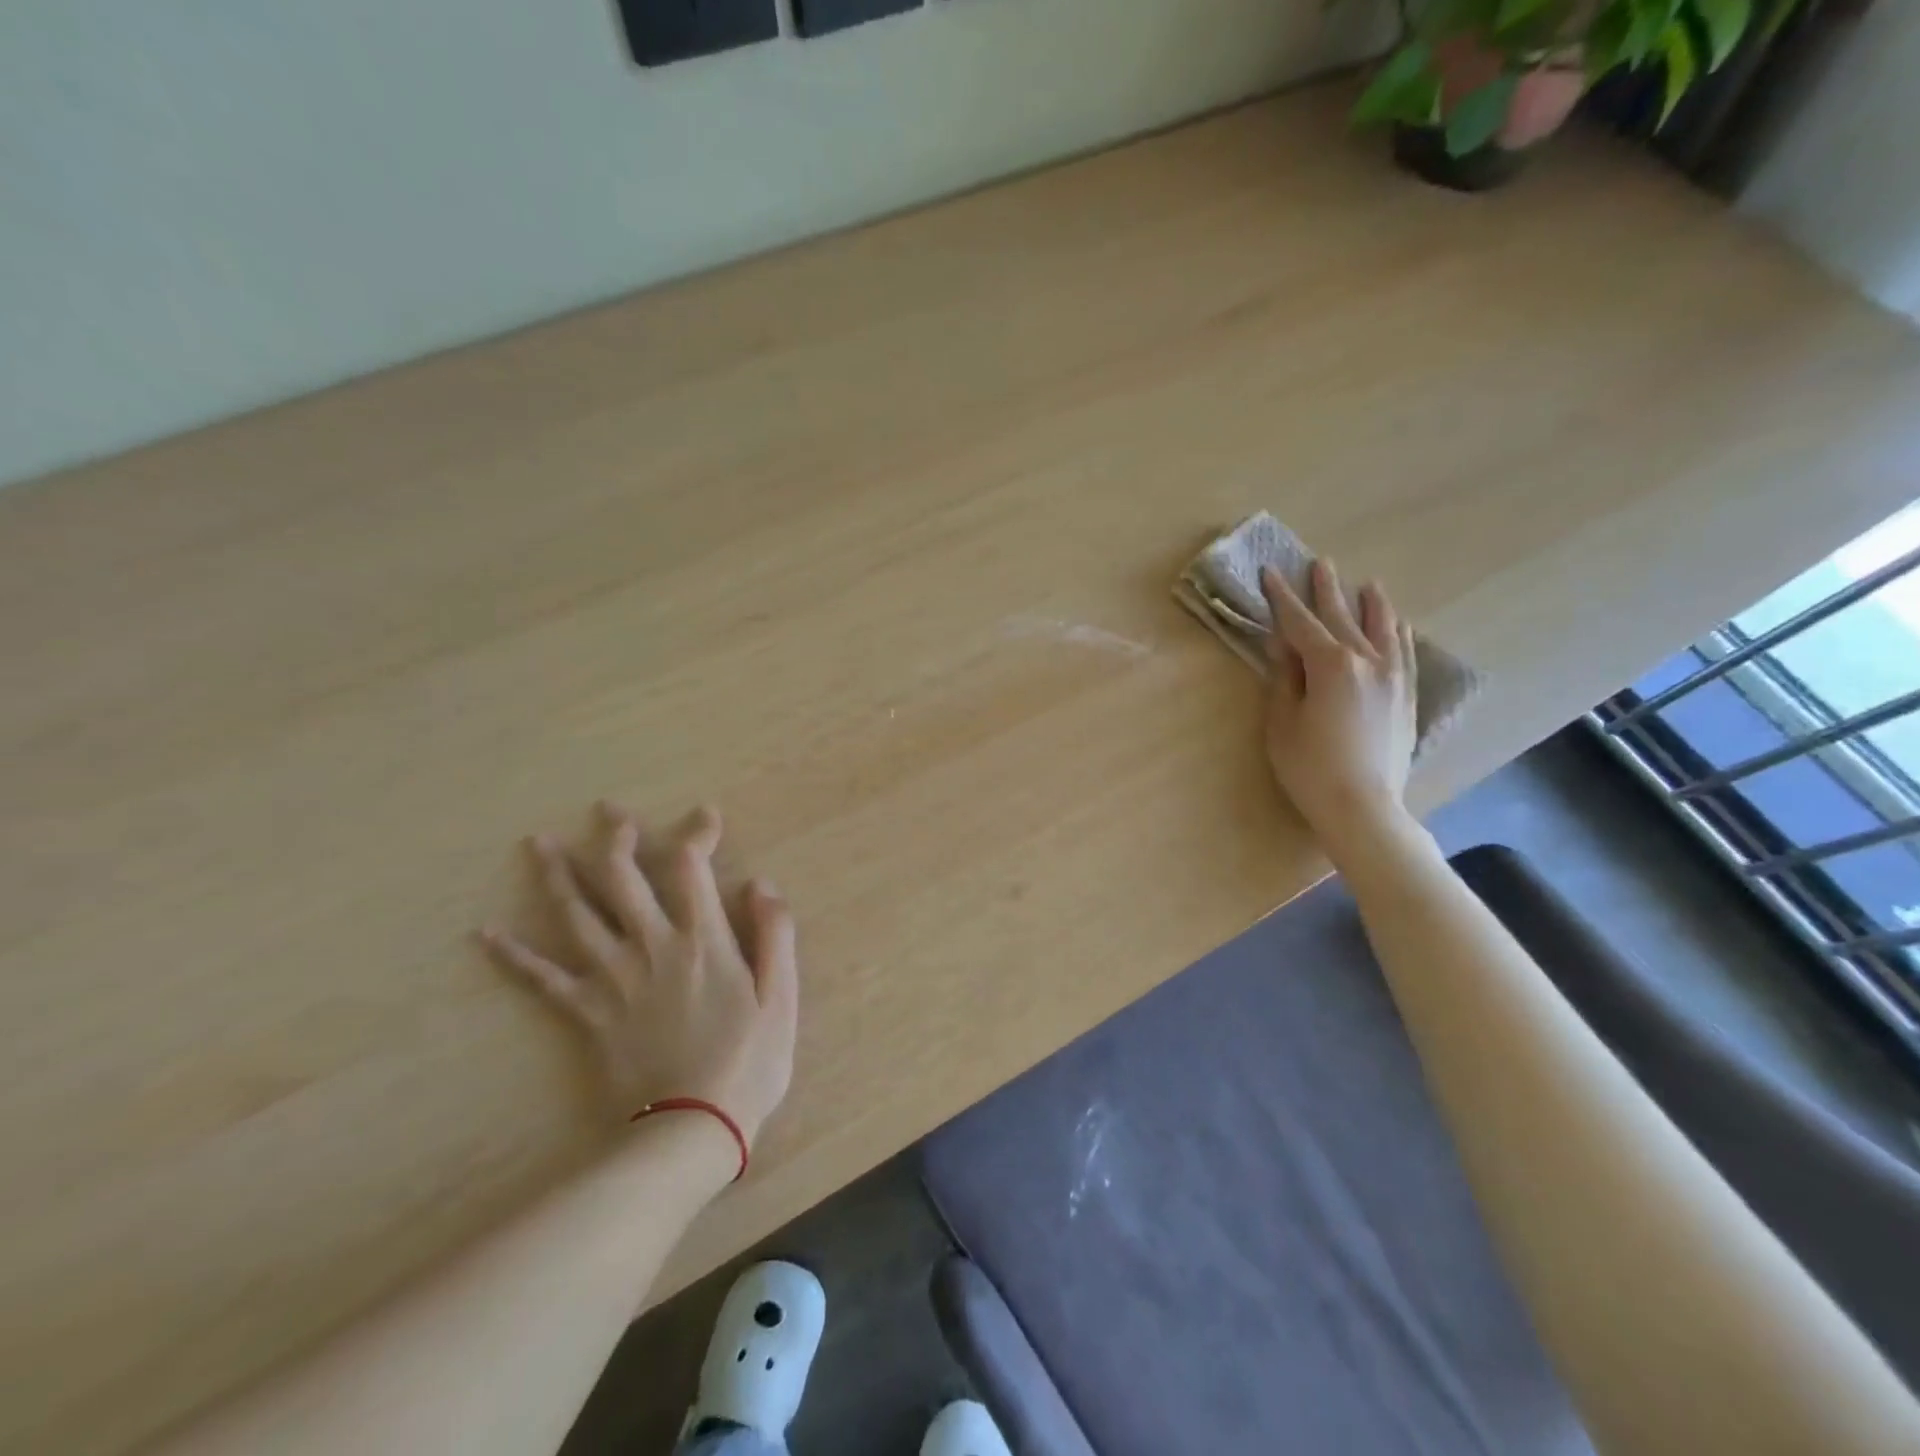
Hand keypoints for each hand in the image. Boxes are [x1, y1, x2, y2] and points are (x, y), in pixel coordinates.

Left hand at [481, 803, 796, 1149]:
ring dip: (558, 875)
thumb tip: (760, 883)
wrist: (689, 1130)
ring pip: (577, 914)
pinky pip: (542, 979)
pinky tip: (487, 934)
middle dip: (616, 838)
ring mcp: (612, 978)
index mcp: (702, 940)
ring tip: (539, 844)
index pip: (691, 868)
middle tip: (608, 811)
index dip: (696, 834)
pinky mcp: (585, 1013)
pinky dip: (514, 955)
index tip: (704, 815)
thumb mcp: (782, 997)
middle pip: (624, 878)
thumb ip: (775, 934)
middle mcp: (652, 946)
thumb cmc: (747, 1063)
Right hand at [1260, 558, 1417, 850]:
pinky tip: (1396, 624)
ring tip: (1367, 584)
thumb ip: (1283, 677)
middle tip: (1320, 563)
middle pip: (1341, 617)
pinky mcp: (1406, 696)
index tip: (1271, 573)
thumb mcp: (1281, 721)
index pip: (1299, 622)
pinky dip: (1397, 633)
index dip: (1282, 598)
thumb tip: (1282, 644)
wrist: (1363, 807)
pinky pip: (1404, 652)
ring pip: (1381, 629)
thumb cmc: (1309, 767)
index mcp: (1330, 664)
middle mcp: (1366, 660)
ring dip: (1370, 604)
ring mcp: (1392, 677)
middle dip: (1326, 590)